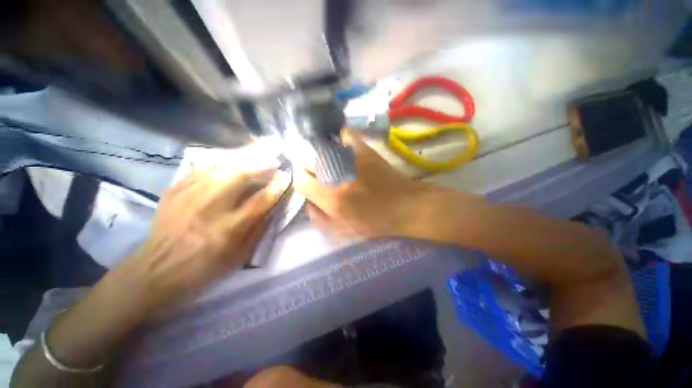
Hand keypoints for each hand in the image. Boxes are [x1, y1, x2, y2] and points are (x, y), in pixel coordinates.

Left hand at [123, 167, 289, 310]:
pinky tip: (229, 161)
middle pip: (238, 175)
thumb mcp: (240, 254)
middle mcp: (208, 208)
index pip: (260, 200)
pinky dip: (220, 162)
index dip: (276, 186)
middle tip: (273, 161)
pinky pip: (201, 167)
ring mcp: (187, 195)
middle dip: (261, 164)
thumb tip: (274, 204)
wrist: (157, 270)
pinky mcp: (174, 190)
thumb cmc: (205, 267)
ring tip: (256, 156)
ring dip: (243, 159)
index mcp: (228, 229)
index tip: (286, 176)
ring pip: (220, 166)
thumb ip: (260, 227)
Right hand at [294, 131, 435, 238]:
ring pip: (321, 146)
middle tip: (317, 172)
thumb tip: (308, 202)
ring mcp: (351, 159)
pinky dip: (339, 138)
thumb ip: (319, 219)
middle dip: (307, 166)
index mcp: (331, 198)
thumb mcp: (342, 231)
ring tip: (327, 161)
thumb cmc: (374, 222)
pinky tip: (340, 145)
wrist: (404, 206)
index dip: (301, 180)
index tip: (308, 181)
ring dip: (319, 153)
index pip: (301, 180)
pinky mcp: (364, 149)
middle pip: (307, 160)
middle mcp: (337, 175)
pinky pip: (344, 135)